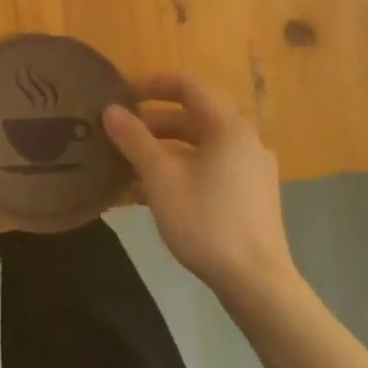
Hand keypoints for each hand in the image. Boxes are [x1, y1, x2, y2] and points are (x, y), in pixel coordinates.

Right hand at [103, 74, 296, 308]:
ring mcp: (253, 170)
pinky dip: (183, 169)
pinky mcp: (253, 196)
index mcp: (228, 127)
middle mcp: (245, 141)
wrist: (256, 283)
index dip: (154, 84)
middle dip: (154, 123)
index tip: (124, 94)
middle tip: (122, 134)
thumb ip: (134, 139)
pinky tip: (155, 193)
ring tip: (131, 166)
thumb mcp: (160, 177)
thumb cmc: (206, 220)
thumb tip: (110, 110)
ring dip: (166, 150)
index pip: (189, 86)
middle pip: (194, 117)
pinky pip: (212, 168)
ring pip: (201, 146)